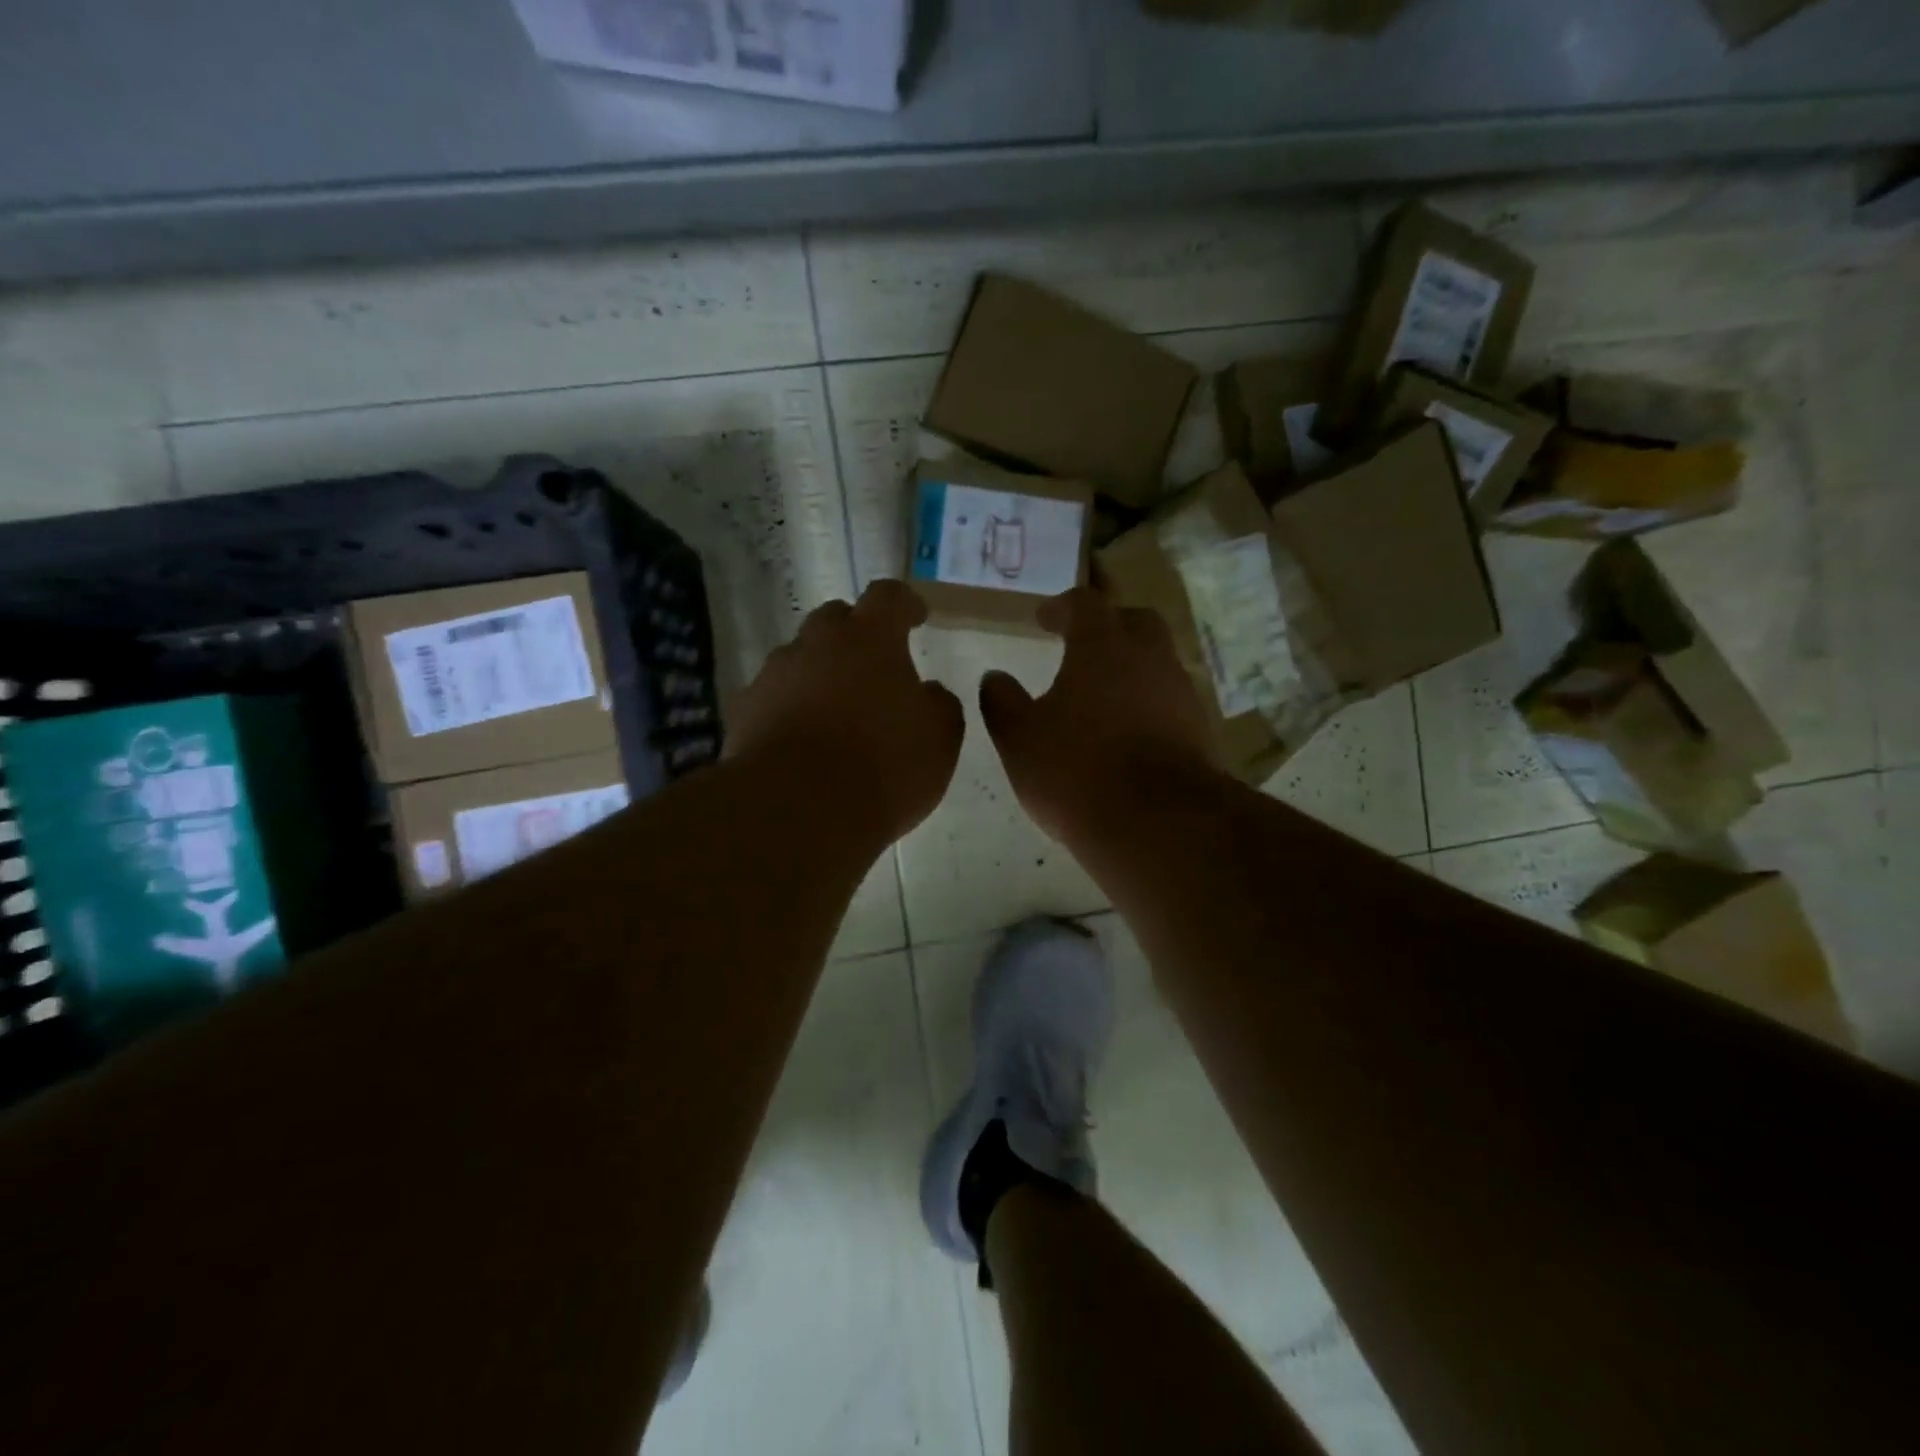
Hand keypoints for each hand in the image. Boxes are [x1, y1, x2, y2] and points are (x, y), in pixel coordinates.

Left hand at [724, 580, 963, 844]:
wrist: (797, 810)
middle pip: (834, 619)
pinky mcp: (743, 712)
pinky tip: (801, 741)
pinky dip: (789, 709)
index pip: (889, 597)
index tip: (916, 617)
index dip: (905, 604)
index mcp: (870, 639)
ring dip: (818, 674)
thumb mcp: (939, 739)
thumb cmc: (883, 766)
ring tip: (835, 711)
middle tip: (872, 665)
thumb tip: (928, 692)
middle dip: (854, 634)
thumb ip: (939, 705)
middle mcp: (816, 644)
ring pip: (799, 659)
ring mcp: (773, 675)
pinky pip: (772, 698)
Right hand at [979, 588, 1218, 844]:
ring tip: (1102, 696)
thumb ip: (1003, 702)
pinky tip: (1127, 733)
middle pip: (1134, 622)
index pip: (1084, 605)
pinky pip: (1169, 702)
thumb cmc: (1076, 770)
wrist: (1158, 823)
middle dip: (1108, 626)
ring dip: (1131, 669)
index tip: (1043, 620)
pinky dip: (1147, 705)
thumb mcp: (1020, 739)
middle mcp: (1148, 658)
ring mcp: (1180, 693)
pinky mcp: (1199, 730)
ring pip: (1157, 663)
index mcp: (1102, 646)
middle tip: (1083, 645)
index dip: (1062, 607)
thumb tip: (994, 678)